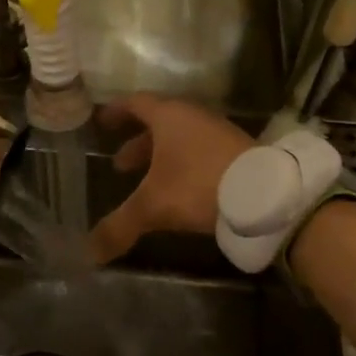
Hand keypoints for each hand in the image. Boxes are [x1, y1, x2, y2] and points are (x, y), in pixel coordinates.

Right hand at [90, 95, 254, 263]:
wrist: (266, 195)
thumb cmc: (199, 186)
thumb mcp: (153, 207)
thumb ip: (119, 226)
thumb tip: (89, 252)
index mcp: (169, 117)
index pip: (136, 103)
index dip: (116, 112)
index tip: (101, 122)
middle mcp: (194, 118)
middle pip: (158, 124)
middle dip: (137, 145)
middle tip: (120, 166)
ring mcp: (219, 134)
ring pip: (181, 140)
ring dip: (161, 157)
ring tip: (148, 182)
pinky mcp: (238, 152)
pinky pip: (201, 152)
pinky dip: (184, 166)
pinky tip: (181, 191)